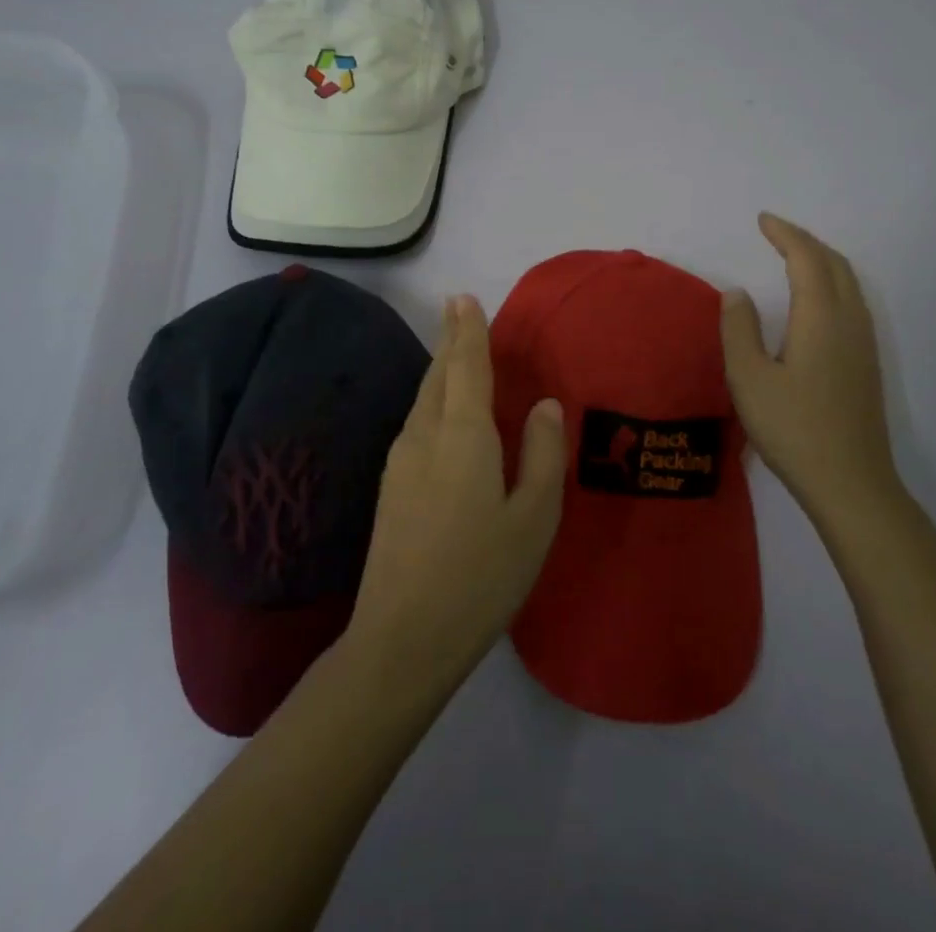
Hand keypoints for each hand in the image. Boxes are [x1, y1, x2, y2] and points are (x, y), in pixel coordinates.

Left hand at [347, 295, 567, 690]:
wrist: (402, 639)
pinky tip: (444, 416)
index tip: (464, 297)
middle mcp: (424, 436)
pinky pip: (417, 423)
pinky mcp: (390, 487)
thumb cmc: (480, 576)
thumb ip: (543, 454)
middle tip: (459, 311)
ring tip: (456, 355)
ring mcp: (400, 462)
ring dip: (441, 371)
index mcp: (463, 436)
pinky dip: (434, 401)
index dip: (468, 330)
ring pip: (423, 399)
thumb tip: (546, 404)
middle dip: (450, 341)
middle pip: (438, 375)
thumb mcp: (533, 519)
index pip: (466, 366)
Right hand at [720, 213, 901, 527]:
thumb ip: (739, 329)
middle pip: (834, 264)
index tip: (762, 220)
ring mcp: (864, 343)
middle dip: (805, 241)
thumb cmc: (793, 428)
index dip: (785, 235)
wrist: (851, 483)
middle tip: (775, 233)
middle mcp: (849, 321)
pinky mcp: (867, 363)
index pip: (806, 259)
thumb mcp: (749, 378)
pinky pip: (852, 302)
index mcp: (821, 318)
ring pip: (848, 283)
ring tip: (793, 257)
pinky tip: (816, 301)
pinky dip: (831, 283)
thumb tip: (738, 294)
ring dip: (821, 260)